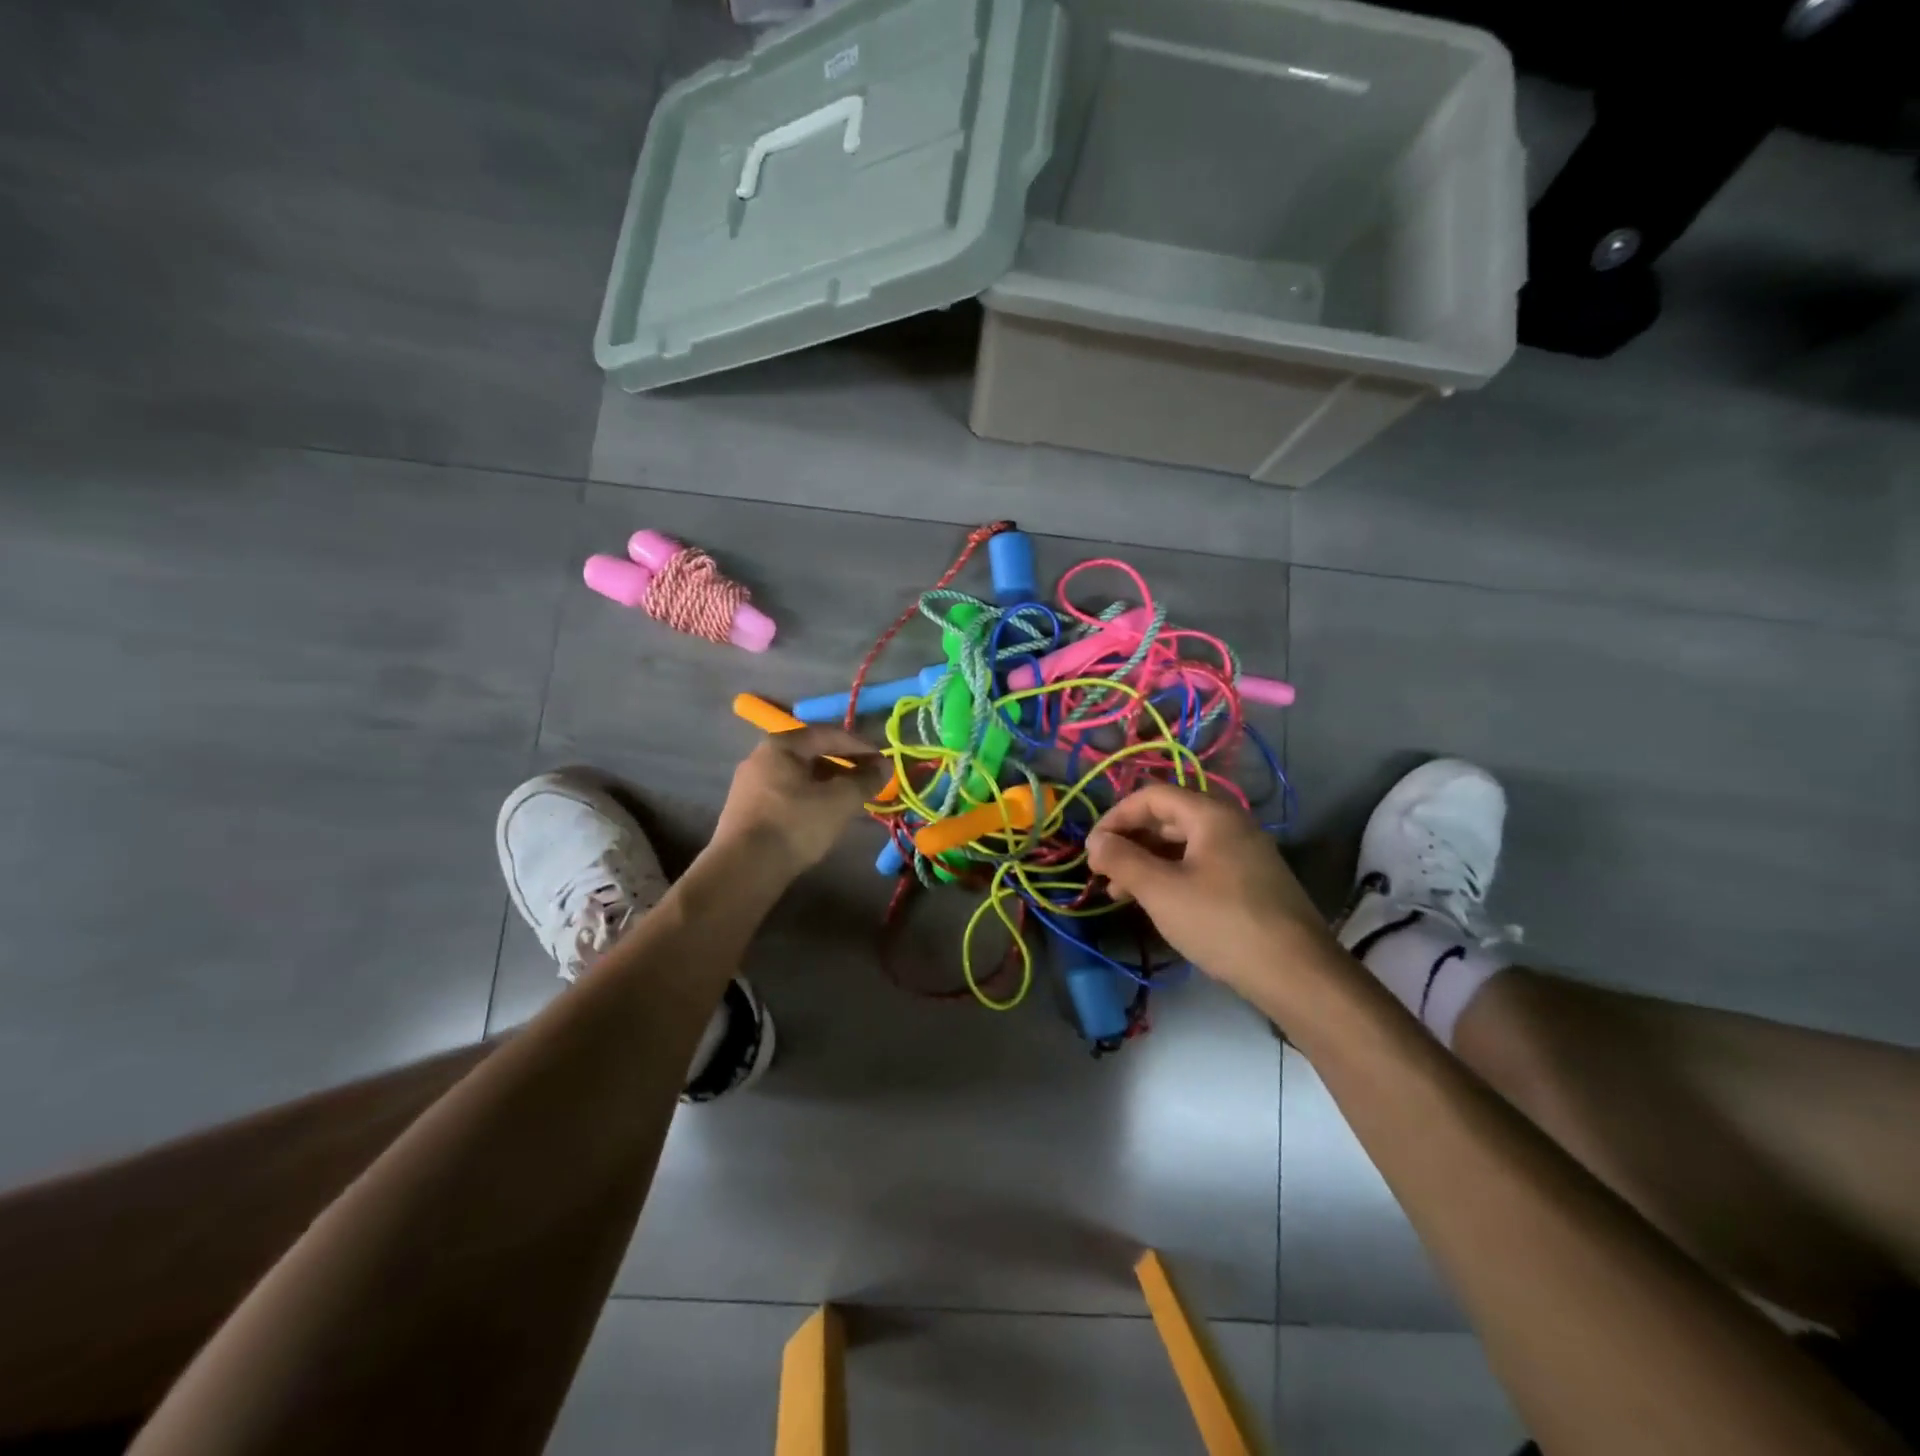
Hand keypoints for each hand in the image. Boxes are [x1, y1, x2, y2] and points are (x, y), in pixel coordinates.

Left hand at [711, 727, 888, 879]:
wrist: (743, 869)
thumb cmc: (795, 824)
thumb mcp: (840, 800)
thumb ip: (866, 779)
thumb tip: (884, 766)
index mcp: (781, 745)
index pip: (829, 734)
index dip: (860, 745)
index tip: (883, 760)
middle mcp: (761, 758)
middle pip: (812, 754)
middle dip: (844, 766)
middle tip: (868, 780)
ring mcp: (749, 785)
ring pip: (799, 776)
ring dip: (828, 784)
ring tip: (850, 800)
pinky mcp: (746, 811)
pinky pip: (786, 795)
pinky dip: (810, 798)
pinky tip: (823, 816)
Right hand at [1086, 783, 1334, 988]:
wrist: (1297, 974)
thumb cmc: (1221, 923)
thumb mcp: (1161, 890)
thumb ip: (1122, 860)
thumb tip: (1095, 842)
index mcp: (1211, 815)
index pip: (1152, 796)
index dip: (1116, 816)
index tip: (1092, 849)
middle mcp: (1231, 825)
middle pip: (1168, 818)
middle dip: (1130, 841)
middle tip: (1102, 872)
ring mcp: (1246, 854)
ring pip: (1184, 846)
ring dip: (1147, 862)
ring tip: (1120, 893)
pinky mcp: (1252, 883)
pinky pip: (1201, 866)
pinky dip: (1172, 877)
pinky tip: (1157, 904)